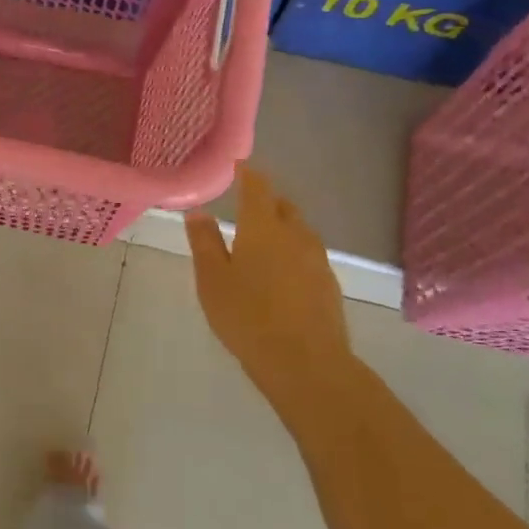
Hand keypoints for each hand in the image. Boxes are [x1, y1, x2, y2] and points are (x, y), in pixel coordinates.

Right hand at [185, 164, 352, 394]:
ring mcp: (317, 259)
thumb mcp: (212, 280)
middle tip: (246, 206)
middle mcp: (295, 235)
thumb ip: (205, 242)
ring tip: (261, 241)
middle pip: (282, 207)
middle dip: (265, 201)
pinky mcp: (329, 284)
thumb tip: (199, 212)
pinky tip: (280, 274)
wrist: (305, 362)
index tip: (239, 166)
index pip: (257, 188)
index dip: (248, 174)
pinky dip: (292, 253)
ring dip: (281, 228)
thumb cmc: (247, 316)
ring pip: (298, 231)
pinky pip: (307, 255)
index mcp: (263, 228)